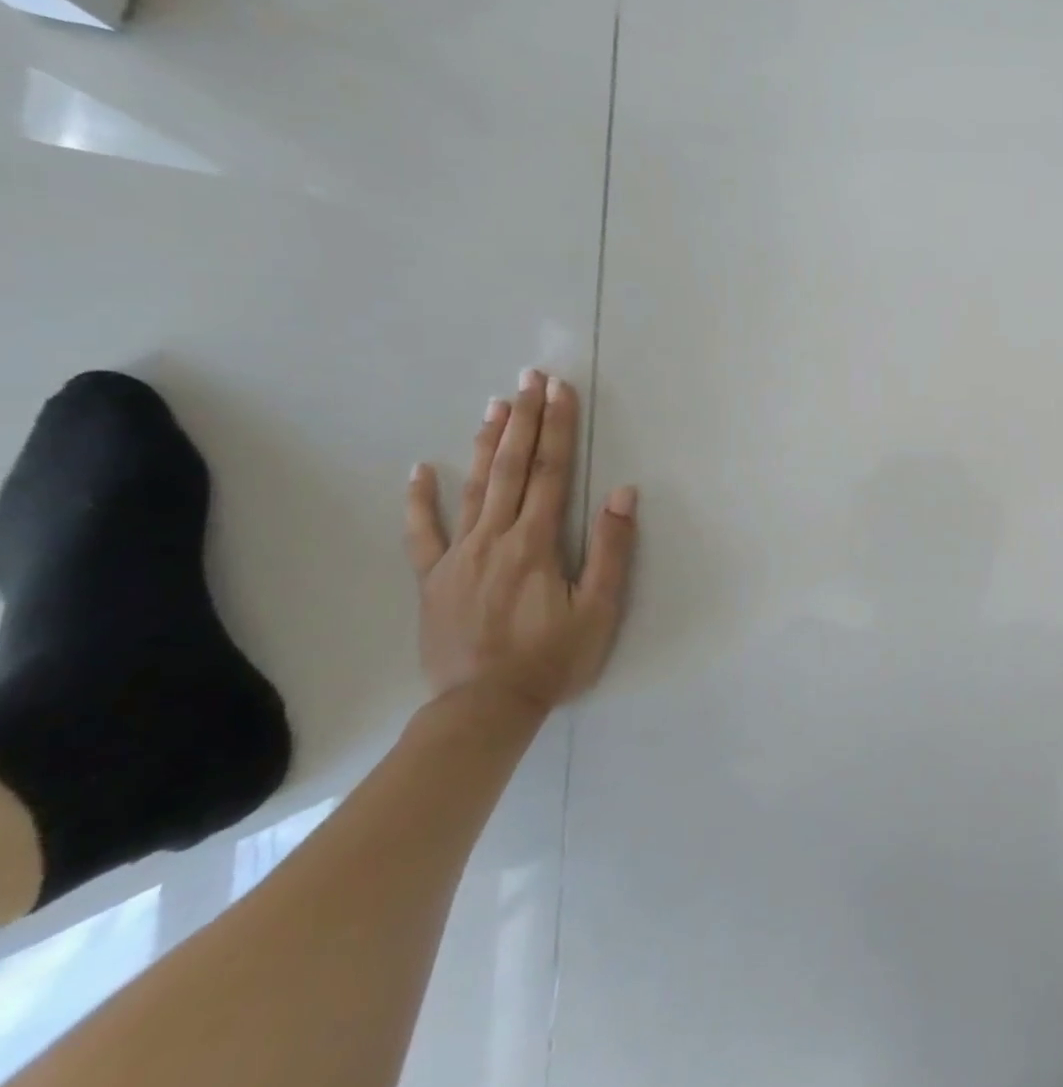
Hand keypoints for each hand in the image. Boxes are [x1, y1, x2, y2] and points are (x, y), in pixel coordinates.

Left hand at [404, 369, 637, 712]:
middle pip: (510, 467)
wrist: (485, 708)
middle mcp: (494, 538)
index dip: (557, 428)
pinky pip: (422, 533)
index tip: (561, 390)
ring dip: (484, 443)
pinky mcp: (433, 579)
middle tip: (529, 378)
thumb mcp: (599, 608)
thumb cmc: (553, 658)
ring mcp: (457, 556)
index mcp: (535, 542)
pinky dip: (419, 500)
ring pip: (472, 488)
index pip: (549, 472)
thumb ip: (610, 549)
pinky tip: (418, 470)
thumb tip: (621, 492)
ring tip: (495, 404)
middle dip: (524, 419)